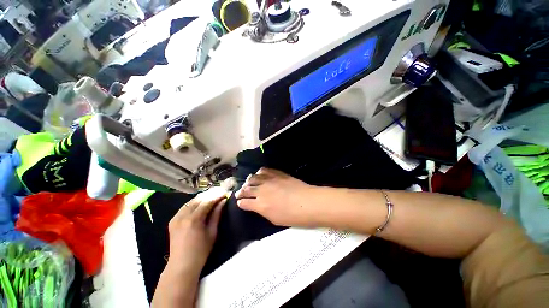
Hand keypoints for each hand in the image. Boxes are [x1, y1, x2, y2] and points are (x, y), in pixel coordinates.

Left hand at [166, 187, 227, 275]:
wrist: (181, 266)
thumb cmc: (201, 251)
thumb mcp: (212, 232)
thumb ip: (217, 214)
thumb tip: (223, 201)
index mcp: (193, 219)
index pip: (207, 201)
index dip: (217, 195)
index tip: (225, 192)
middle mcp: (183, 215)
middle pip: (198, 199)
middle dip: (210, 194)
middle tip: (220, 192)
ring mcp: (176, 217)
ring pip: (191, 201)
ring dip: (203, 197)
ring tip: (213, 195)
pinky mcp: (173, 220)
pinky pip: (185, 206)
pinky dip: (194, 202)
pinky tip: (201, 202)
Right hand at [235, 168, 317, 226]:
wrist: (308, 202)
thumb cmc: (293, 216)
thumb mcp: (274, 219)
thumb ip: (263, 211)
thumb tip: (257, 206)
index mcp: (260, 205)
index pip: (244, 202)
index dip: (241, 202)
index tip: (240, 202)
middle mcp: (261, 190)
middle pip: (246, 188)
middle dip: (241, 191)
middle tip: (240, 193)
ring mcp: (269, 180)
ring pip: (253, 178)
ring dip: (248, 181)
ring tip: (248, 183)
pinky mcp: (277, 173)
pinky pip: (264, 170)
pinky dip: (259, 172)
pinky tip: (260, 174)